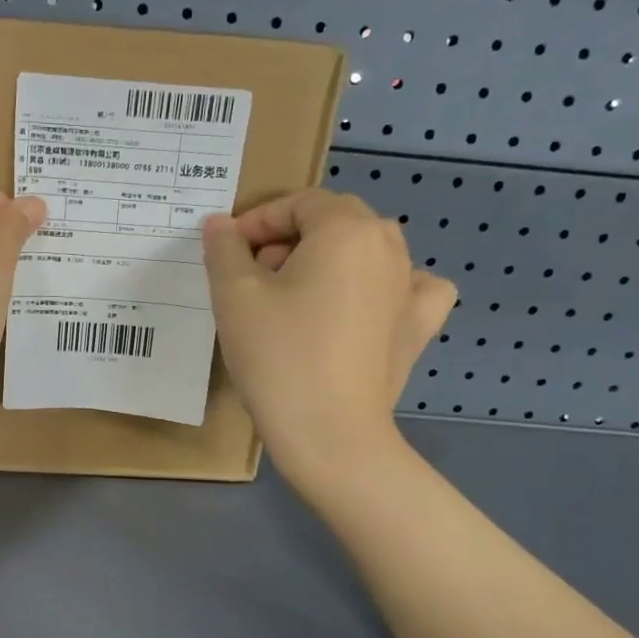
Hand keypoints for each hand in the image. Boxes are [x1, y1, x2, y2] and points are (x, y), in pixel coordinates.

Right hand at [203, 190, 455, 490]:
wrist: (330, 434)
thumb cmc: (278, 357)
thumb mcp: (234, 297)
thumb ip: (224, 249)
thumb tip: (219, 224)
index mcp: (347, 230)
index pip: (299, 203)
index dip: (258, 220)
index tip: (228, 252)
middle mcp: (389, 247)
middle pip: (335, 222)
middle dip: (289, 239)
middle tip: (253, 277)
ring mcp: (412, 288)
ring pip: (367, 251)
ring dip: (328, 260)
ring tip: (296, 297)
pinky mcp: (419, 328)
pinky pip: (409, 287)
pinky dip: (386, 287)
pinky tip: (366, 306)